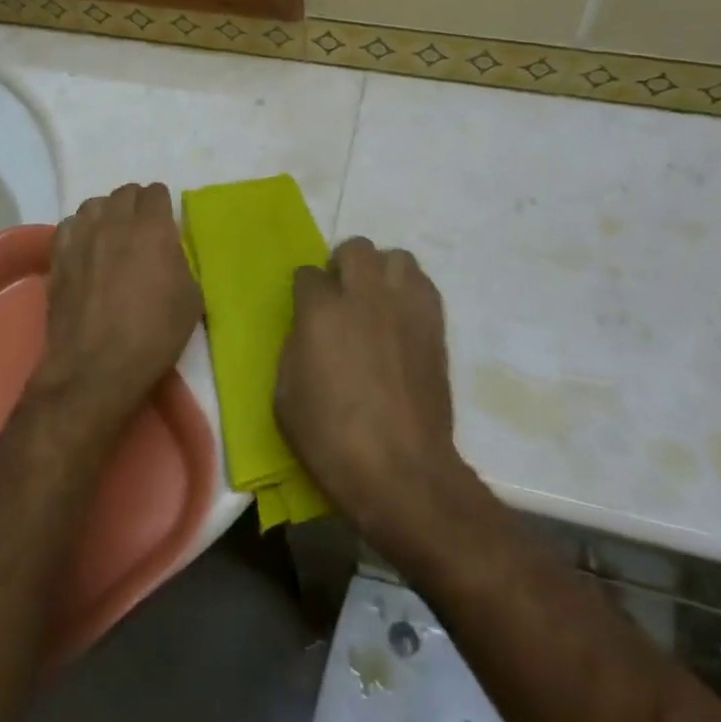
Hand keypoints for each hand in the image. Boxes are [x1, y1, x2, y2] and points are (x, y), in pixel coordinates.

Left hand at [33, 183, 202, 431]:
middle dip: (137, 206)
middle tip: (142, 232)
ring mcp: (82, 236)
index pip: (157, 192)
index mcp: (153, 227)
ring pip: (95, 204)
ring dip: (107, 214)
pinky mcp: (58, 255)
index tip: (166, 226)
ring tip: (112, 237)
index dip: (163, 206)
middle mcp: (115, 221)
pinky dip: (80, 230)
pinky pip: (69, 225)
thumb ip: (181, 262)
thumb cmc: (154, 334)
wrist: (97, 367)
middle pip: (126, 192)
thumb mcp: (191, 298)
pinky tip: (85, 250)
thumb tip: (170, 252)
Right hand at [276, 238, 478, 560]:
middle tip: (341, 296)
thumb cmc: (333, 442)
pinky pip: (423, 285)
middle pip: (355, 248)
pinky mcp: (435, 324)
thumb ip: (294, 348)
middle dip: (343, 265)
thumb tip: (308, 330)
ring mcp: (404, 306)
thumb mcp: (286, 397)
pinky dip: (410, 292)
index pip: (307, 274)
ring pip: (396, 257)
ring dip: (382, 272)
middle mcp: (364, 296)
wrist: (403, 473)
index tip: (306, 312)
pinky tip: (402, 319)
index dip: (305, 292)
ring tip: (377, 301)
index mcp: (321, 312)